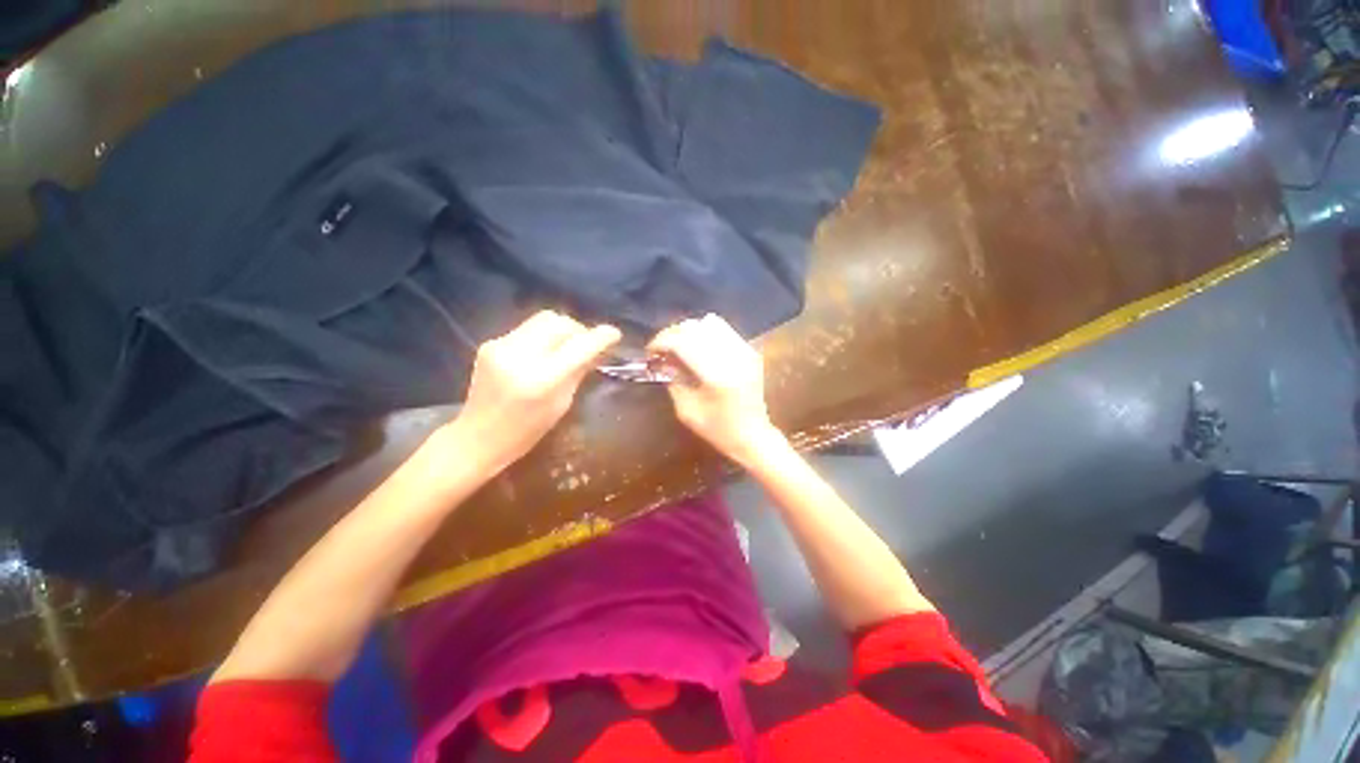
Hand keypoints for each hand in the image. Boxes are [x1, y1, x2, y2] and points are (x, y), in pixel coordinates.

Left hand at [454, 310, 619, 472]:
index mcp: (542, 379)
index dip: (601, 336)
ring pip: (543, 319)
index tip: (614, 334)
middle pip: (559, 322)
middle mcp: (520, 356)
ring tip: (566, 347)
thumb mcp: (562, 404)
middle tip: (586, 344)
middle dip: (579, 330)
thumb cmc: (527, 431)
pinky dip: (542, 337)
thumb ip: (579, 372)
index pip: (579, 346)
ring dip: (561, 330)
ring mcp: (501, 346)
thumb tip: (598, 350)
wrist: (477, 438)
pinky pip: (527, 329)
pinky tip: (543, 353)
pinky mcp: (490, 343)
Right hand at [648, 314, 783, 465]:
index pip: (683, 342)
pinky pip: (723, 330)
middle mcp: (732, 356)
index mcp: (716, 375)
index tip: (650, 352)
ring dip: (689, 331)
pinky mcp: (749, 350)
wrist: (753, 436)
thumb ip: (673, 381)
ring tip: (680, 346)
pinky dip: (705, 334)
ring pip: (710, 323)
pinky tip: (698, 349)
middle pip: (695, 327)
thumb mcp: (687, 411)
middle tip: (662, 349)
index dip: (661, 341)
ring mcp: (744, 350)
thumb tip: (662, 360)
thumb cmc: (718, 430)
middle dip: (672, 334)